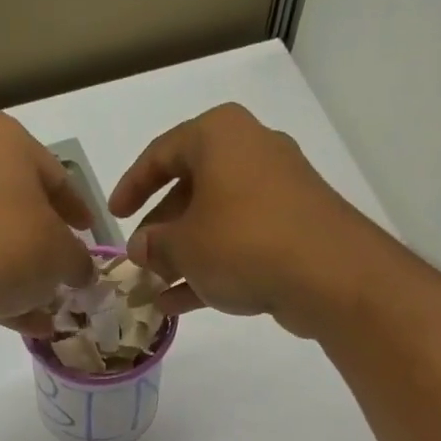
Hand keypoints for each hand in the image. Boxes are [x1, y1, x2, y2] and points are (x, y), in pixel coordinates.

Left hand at [0, 110, 98, 342]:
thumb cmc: (10, 246)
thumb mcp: (63, 254)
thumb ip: (79, 260)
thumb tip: (82, 271)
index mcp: (1, 138)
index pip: (54, 174)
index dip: (78, 209)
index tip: (90, 235)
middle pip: (17, 202)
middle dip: (42, 238)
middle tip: (63, 266)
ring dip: (20, 269)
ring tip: (46, 303)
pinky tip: (24, 322)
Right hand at [109, 104, 373, 331]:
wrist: (326, 272)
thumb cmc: (242, 242)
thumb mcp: (184, 246)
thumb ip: (155, 245)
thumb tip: (141, 248)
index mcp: (218, 136)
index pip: (161, 153)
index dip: (132, 185)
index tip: (114, 216)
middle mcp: (249, 152)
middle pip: (191, 188)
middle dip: (160, 230)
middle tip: (139, 261)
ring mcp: (274, 192)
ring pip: (214, 222)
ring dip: (182, 257)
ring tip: (154, 290)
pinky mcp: (290, 230)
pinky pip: (238, 245)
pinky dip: (210, 269)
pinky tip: (180, 304)